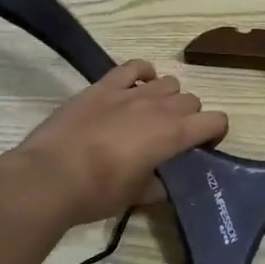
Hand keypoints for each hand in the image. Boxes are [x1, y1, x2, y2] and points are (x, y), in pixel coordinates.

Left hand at [0, 60, 227, 227]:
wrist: (49, 177)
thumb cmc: (97, 193)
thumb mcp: (136, 197)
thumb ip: (158, 185)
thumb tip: (164, 182)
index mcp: (173, 135)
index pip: (215, 121)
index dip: (215, 133)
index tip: (203, 147)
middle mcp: (159, 106)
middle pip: (192, 100)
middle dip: (190, 117)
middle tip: (174, 137)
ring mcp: (130, 92)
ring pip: (168, 81)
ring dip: (168, 97)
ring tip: (152, 114)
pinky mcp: (104, 86)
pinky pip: (134, 67)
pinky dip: (142, 73)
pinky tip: (137, 86)